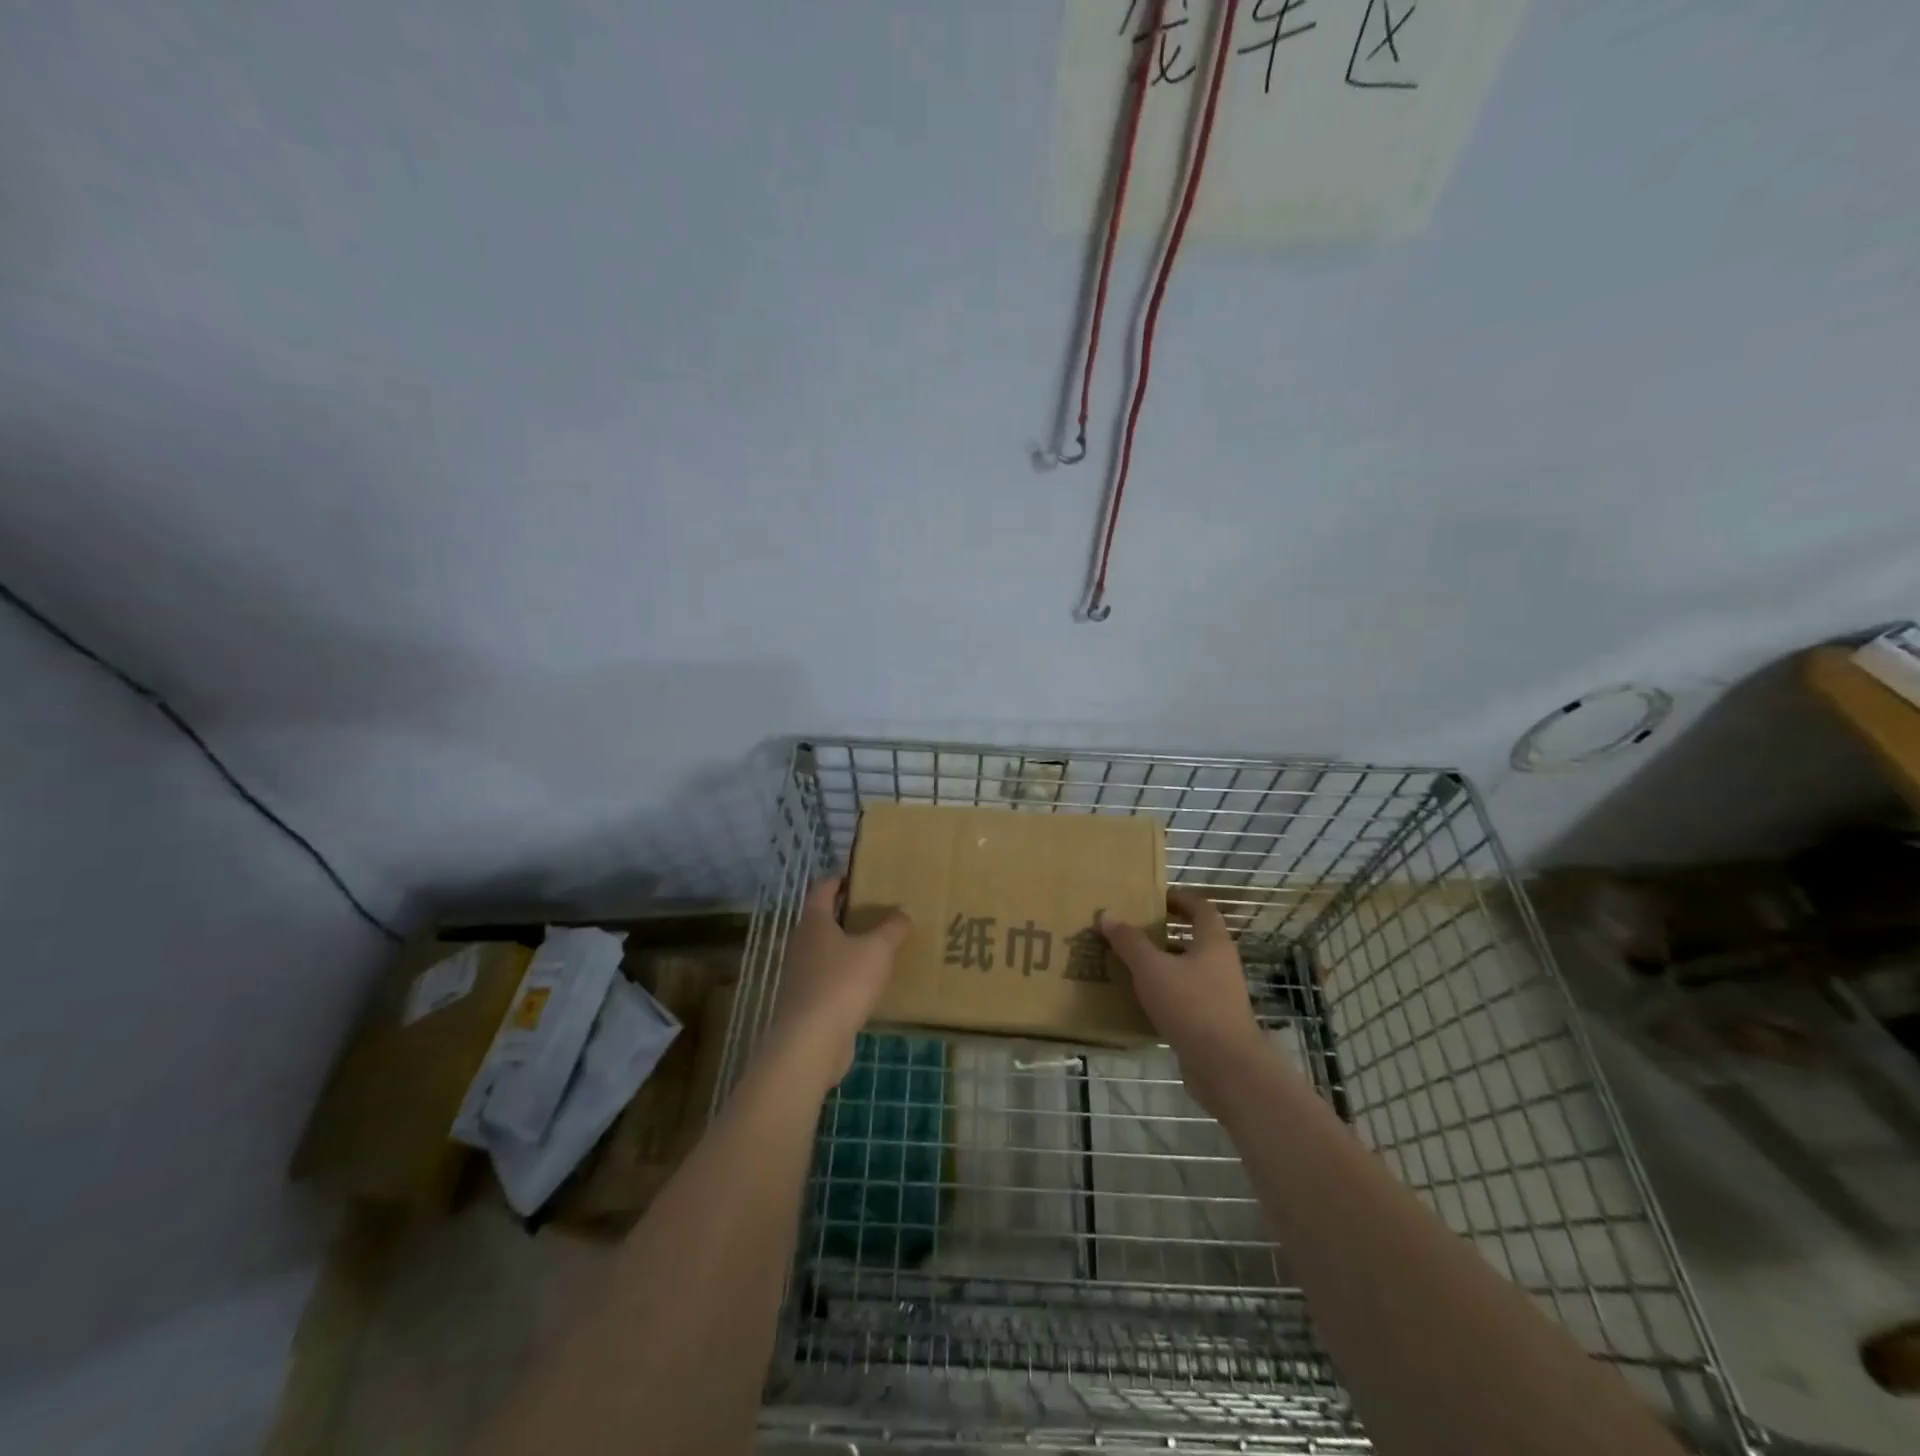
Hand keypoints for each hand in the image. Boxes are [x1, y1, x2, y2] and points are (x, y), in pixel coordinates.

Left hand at [768, 877, 909, 1091]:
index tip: (862, 877)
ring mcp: (800, 975)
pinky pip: (829, 980)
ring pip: (827, 951)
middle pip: (824, 919)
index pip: (822, 888)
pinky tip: (870, 986)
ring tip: (880, 948)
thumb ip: (893, 928)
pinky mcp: (807, 1003)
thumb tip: (902, 912)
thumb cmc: (842, 983)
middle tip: (880, 912)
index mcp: (814, 922)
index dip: (840, 879)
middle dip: (849, 914)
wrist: (810, 1043)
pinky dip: (847, 977)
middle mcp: (802, 944)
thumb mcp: (877, 950)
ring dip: (849, 948)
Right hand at [1100, 888, 1267, 1112]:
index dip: (1180, 899)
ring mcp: (1220, 995)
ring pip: (1188, 970)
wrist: (1225, 1067)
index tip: (1154, 897)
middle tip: (1133, 929)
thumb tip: (1106, 914)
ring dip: (1163, 964)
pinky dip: (1165, 992)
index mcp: (1213, 943)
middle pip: (1194, 939)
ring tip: (1129, 962)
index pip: (1201, 909)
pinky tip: (1140, 999)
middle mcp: (1221, 965)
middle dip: (1165, 933)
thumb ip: (1129, 941)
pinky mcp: (1212, 1023)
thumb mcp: (1152, 968)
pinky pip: (1186, 997)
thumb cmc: (1191, 1005)